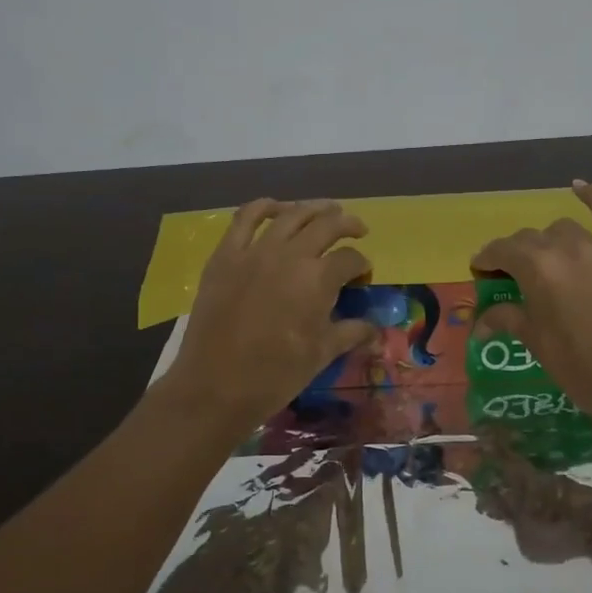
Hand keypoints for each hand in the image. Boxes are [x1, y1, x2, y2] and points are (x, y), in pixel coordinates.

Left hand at [159, 199, 375, 432]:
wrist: (215, 385)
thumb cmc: (275, 374)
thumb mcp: (321, 355)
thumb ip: (351, 333)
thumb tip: (375, 330)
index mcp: (318, 279)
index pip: (350, 259)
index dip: (362, 265)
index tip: (363, 275)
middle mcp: (290, 254)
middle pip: (326, 225)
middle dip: (348, 225)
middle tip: (358, 229)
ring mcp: (255, 251)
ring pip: (290, 214)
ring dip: (313, 208)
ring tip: (326, 209)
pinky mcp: (225, 255)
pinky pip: (245, 218)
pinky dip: (263, 207)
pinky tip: (276, 208)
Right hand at [471, 181, 591, 432]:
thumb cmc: (577, 366)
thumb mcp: (535, 341)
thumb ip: (507, 318)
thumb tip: (480, 321)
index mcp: (537, 268)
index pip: (502, 251)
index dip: (487, 259)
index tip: (480, 271)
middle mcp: (566, 248)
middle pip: (531, 239)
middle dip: (516, 254)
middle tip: (511, 276)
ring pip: (564, 230)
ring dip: (549, 241)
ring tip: (547, 261)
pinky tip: (579, 186)